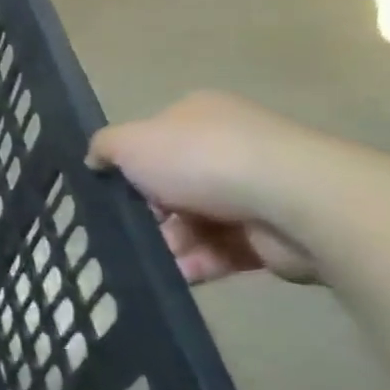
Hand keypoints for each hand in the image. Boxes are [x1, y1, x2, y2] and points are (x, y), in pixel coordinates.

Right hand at [87, 92, 318, 285]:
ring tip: (160, 258)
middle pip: (173, 185)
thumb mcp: (130, 143)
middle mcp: (230, 146)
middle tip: (135, 229)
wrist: (295, 199)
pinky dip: (200, 263)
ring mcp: (257, 189)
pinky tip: (182, 273)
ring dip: (173, 242)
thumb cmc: (201, 160)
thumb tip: (95, 160)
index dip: (131, 167)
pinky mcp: (274, 232)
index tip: (116, 192)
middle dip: (151, 213)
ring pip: (196, 221)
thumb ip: (104, 148)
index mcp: (198, 116)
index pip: (154, 140)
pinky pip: (225, 250)